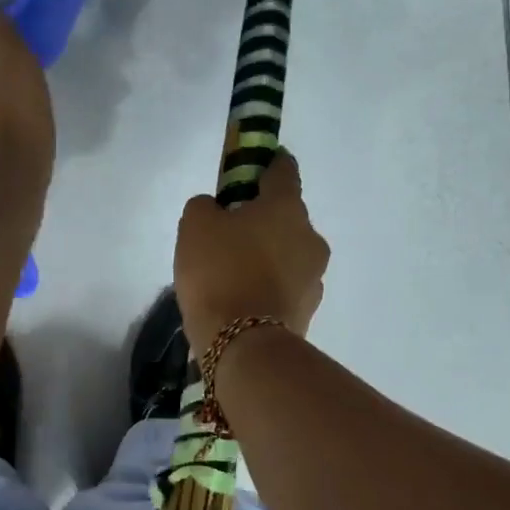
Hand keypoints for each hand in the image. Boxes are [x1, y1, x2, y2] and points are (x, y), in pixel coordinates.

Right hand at [174, 149, 329, 350]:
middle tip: (228, 231)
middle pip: (286, 215)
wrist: (245, 346)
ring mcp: (314, 275)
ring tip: (233, 273)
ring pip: (288, 252)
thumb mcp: (195, 226)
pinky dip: (268, 285)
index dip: (266, 163)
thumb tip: (217, 210)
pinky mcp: (309, 309)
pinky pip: (285, 285)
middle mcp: (310, 236)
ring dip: (267, 254)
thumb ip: (206, 206)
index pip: (284, 170)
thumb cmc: (220, 272)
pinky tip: (242, 298)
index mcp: (286, 207)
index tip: (250, 167)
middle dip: (262, 218)